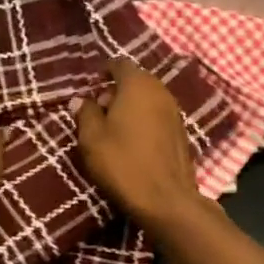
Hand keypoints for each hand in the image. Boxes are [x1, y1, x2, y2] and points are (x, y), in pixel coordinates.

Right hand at [74, 59, 203, 229]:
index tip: (90, 87)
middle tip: (98, 111)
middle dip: (116, 90)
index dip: (102, 72)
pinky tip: (133, 141)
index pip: (119, 64)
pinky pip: (158, 115)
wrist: (166, 199)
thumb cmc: (123, 163)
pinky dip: (144, 120)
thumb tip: (81, 100)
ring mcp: (175, 111)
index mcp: (137, 85)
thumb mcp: (92, 139)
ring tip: (114, 129)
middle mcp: (160, 91)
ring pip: (148, 98)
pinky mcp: (182, 132)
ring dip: (131, 106)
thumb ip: (85, 113)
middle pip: (135, 80)